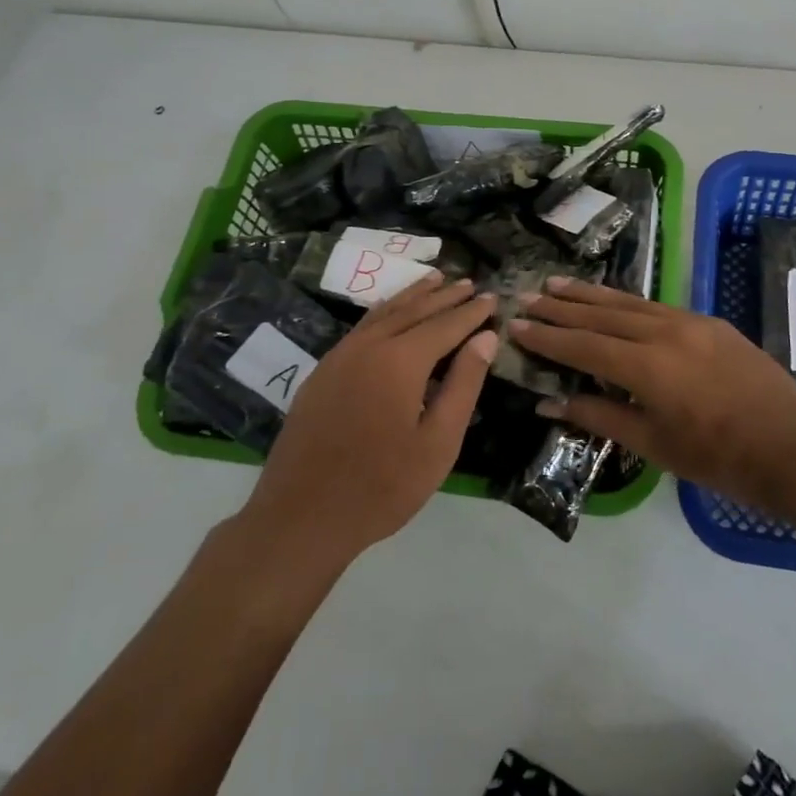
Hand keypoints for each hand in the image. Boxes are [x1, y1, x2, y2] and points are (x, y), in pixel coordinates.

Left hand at [242, 274, 496, 566]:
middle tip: (469, 282)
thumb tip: (484, 338)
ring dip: (412, 295)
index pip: (444, 325)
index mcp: (400, 361)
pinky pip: (361, 327)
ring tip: (435, 279)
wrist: (302, 516)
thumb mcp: (438, 442)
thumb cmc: (382, 486)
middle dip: (444, 296)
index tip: (492, 297)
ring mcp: (340, 356)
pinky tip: (391, 312)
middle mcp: (368, 346)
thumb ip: (463, 384)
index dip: (471, 312)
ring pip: (383, 313)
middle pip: (413, 311)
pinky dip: (385, 311)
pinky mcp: (322, 371)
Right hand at [513, 278, 795, 515]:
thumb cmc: (719, 458)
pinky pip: (656, 306)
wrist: (792, 446)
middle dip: (562, 307)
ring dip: (590, 295)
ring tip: (557, 284)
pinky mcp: (709, 322)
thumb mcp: (654, 445)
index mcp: (648, 367)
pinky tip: (611, 300)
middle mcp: (665, 333)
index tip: (516, 325)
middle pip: (601, 315)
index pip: (583, 346)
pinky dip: (625, 302)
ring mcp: (690, 322)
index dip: (547, 337)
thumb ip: (599, 416)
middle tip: (528, 297)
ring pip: (629, 303)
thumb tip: (549, 401)